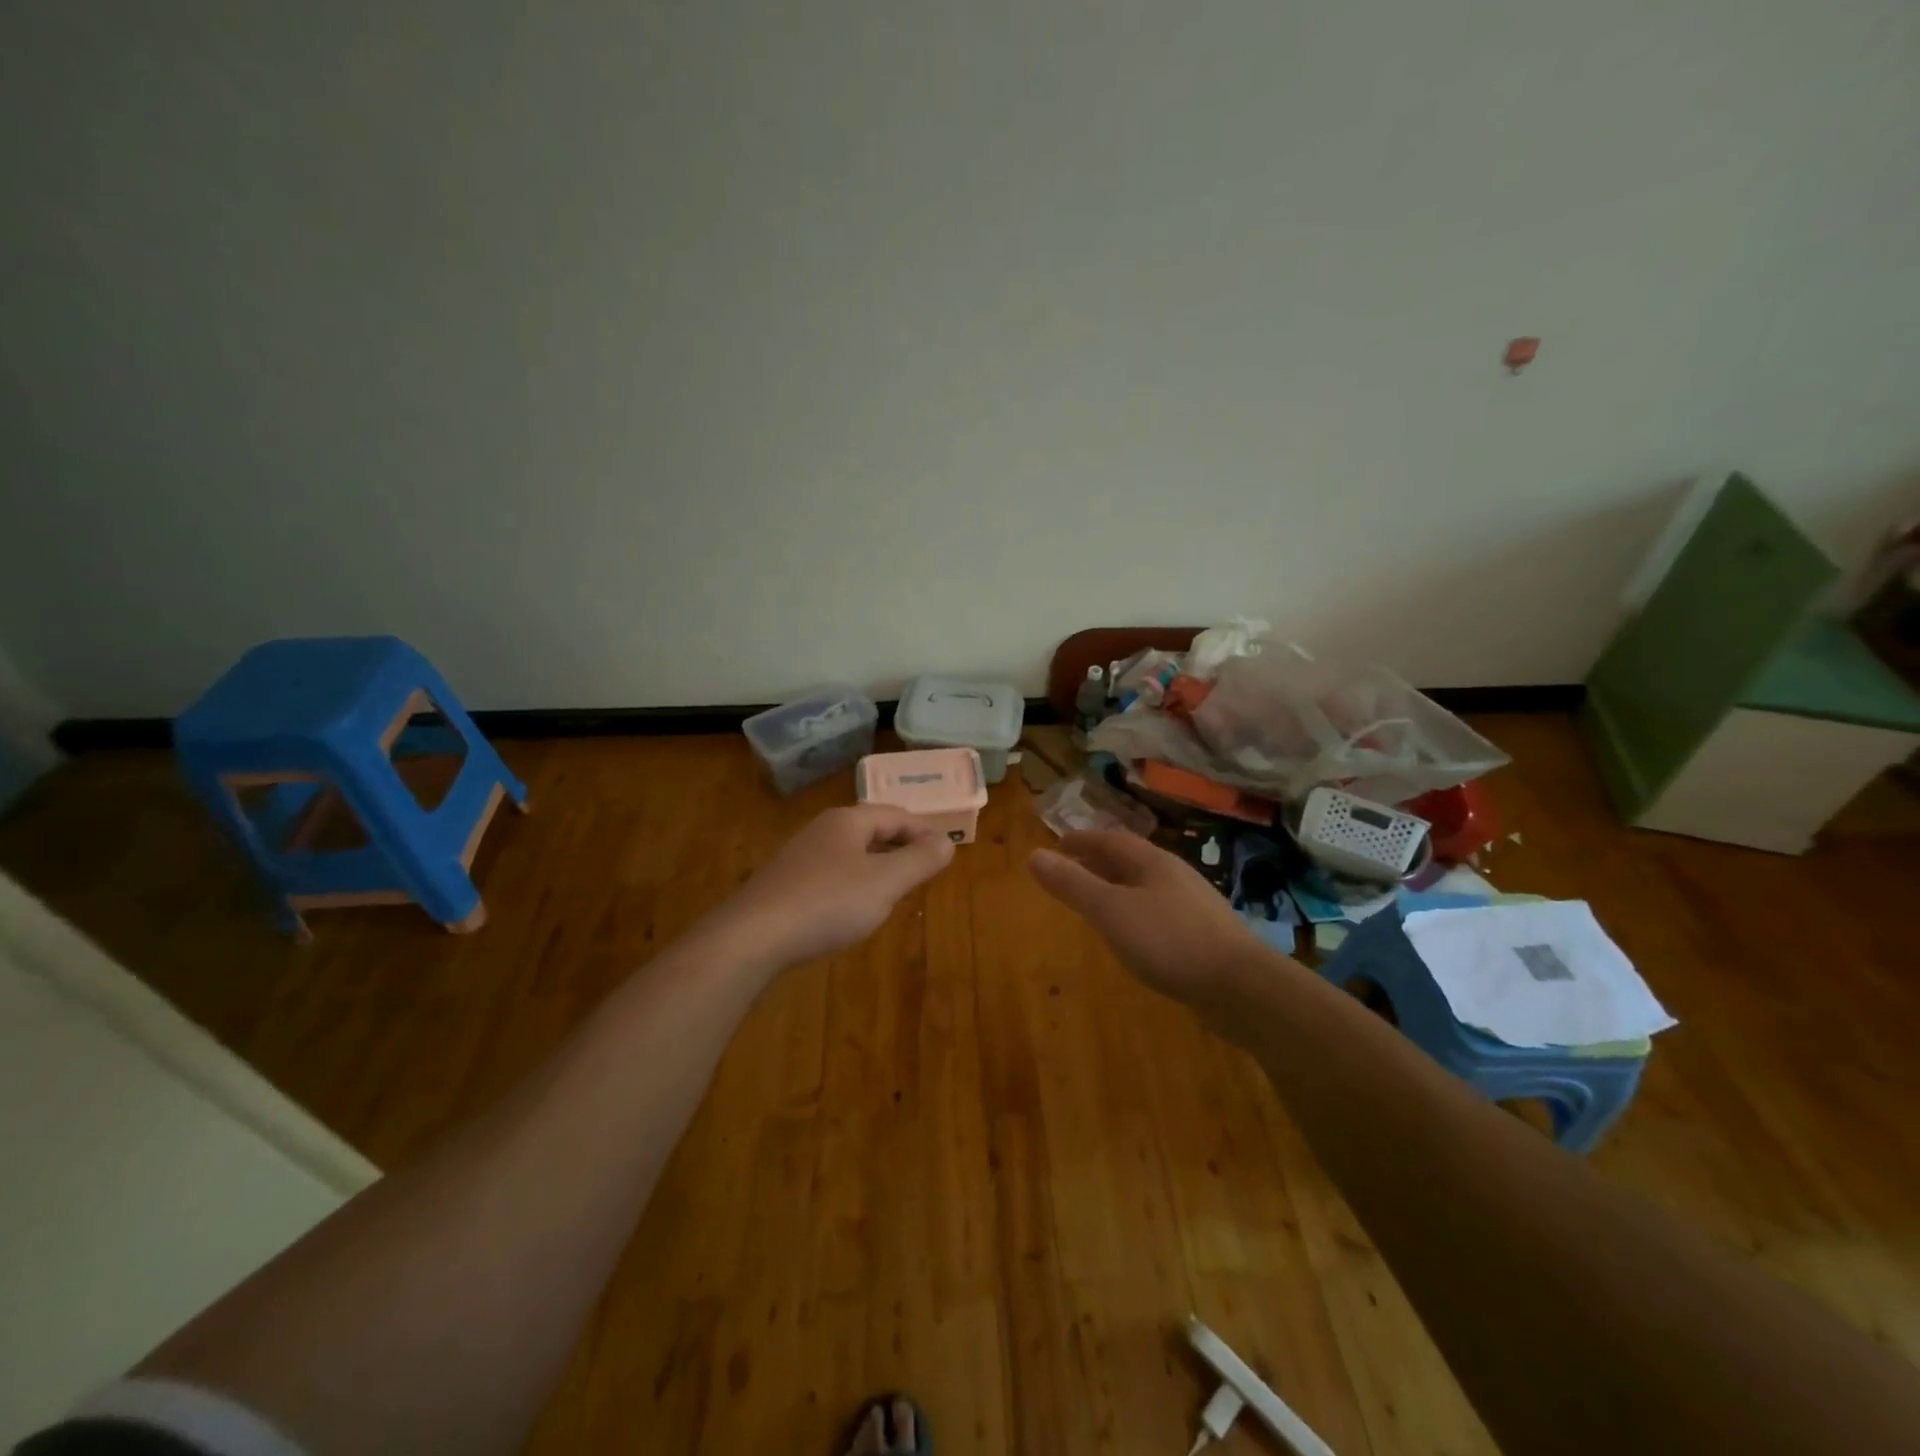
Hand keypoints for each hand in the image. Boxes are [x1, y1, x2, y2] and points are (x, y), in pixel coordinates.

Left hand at [714, 805, 955, 970]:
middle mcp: (822, 830)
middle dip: (901, 847)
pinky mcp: (785, 885)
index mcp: (847, 821)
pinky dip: (853, 885)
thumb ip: (919, 861)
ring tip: (896, 889)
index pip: (896, 815)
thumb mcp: (884, 883)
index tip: (946, 850)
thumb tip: (947, 841)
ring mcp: (799, 857)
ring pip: (850, 854)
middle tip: (925, 869)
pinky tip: (854, 909)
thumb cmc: (827, 903)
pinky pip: (831, 875)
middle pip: (872, 830)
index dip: (924, 831)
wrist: (752, 937)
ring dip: (877, 866)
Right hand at [1030, 831, 1266, 1002]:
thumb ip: (1073, 885)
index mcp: (1151, 862)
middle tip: (1071, 871)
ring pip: (1145, 886)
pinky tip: (1134, 935)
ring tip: (1097, 902)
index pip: (1110, 840)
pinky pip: (1159, 911)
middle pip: (1129, 860)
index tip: (1056, 846)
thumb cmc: (1169, 940)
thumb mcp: (1111, 911)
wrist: (1240, 986)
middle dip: (1098, 863)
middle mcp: (1173, 875)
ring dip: (1118, 888)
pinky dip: (1136, 912)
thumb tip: (1034, 855)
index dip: (1081, 841)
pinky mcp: (1204, 933)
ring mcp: (1193, 904)